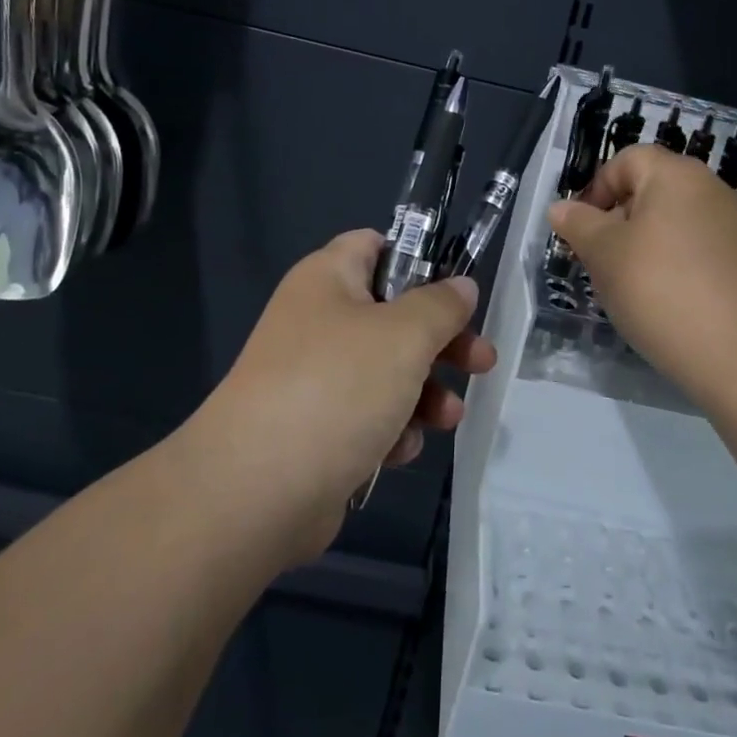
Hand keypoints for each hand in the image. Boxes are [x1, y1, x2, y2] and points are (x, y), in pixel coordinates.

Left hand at [205, 229, 495, 562]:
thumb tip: (461, 286)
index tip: (457, 291)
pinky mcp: (315, 430)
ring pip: (386, 371)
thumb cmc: (337, 387)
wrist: (256, 491)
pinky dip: (391, 428)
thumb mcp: (405, 335)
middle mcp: (317, 321)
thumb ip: (441, 305)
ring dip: (425, 392)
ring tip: (448, 417)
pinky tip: (400, 449)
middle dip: (441, 340)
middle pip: (393, 315)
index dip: (419, 259)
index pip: (374, 245)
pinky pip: (366, 416)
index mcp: (328, 279)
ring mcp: (313, 378)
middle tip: (481, 361)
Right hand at [548, 145, 736, 407]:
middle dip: (618, 217)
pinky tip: (664, 297)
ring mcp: (733, 224)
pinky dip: (674, 261)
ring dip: (645, 242)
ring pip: (673, 220)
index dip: (597, 187)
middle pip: (652, 188)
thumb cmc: (657, 287)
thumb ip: (577, 223)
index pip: (627, 160)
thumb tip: (560, 207)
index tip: (580, 228)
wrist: (735, 351)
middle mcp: (710, 188)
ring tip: (629, 282)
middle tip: (599, 258)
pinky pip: (697, 246)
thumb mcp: (602, 253)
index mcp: (676, 174)